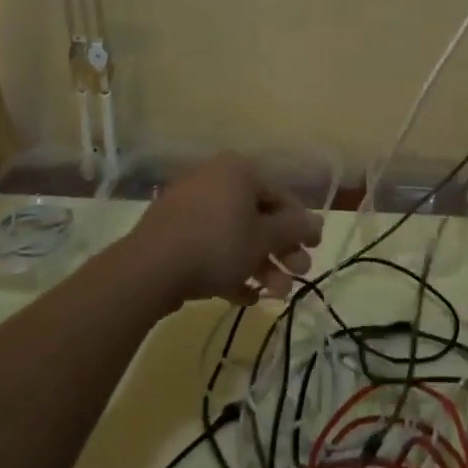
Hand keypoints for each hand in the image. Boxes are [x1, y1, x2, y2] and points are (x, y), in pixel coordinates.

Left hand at [126, 152, 322, 306]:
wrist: (149, 269)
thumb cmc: (217, 244)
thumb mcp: (264, 238)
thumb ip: (294, 229)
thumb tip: (318, 223)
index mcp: (239, 171)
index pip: (280, 196)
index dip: (301, 225)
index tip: (313, 250)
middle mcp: (214, 180)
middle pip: (257, 217)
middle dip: (280, 251)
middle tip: (297, 277)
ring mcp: (189, 206)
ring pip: (234, 235)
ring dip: (259, 264)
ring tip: (274, 295)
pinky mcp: (172, 233)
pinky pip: (209, 247)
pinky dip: (229, 268)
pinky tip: (244, 296)